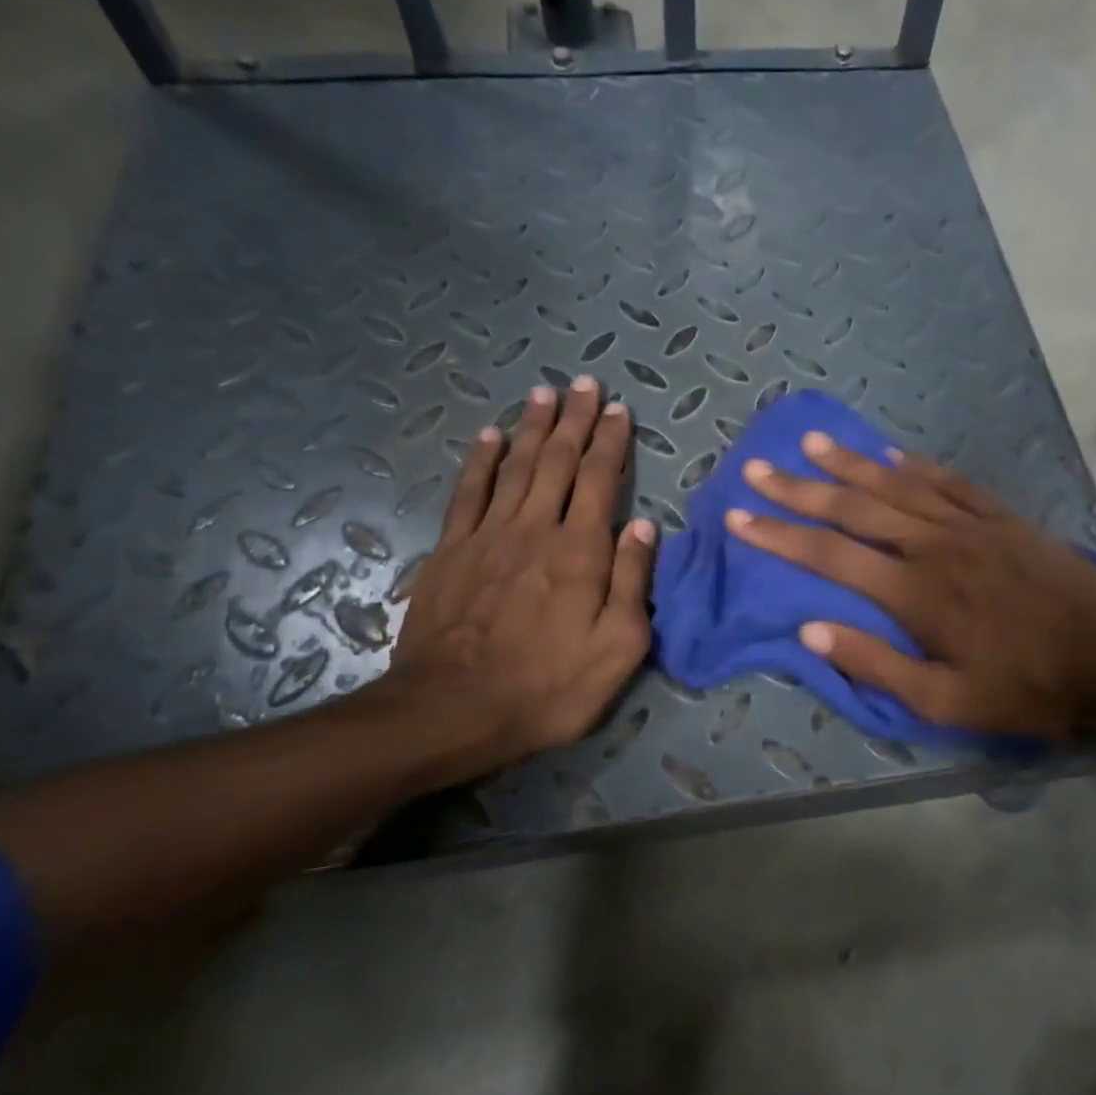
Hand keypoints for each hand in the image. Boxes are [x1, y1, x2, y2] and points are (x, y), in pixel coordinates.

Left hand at [383, 375, 655, 778]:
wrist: (455, 709)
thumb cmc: (549, 686)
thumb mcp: (618, 647)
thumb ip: (632, 581)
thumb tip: (644, 525)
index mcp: (581, 552)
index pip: (601, 481)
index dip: (611, 443)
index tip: (619, 411)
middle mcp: (536, 529)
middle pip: (559, 462)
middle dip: (576, 421)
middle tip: (586, 385)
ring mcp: (488, 536)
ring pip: (516, 467)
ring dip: (534, 428)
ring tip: (546, 394)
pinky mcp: (451, 551)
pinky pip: (469, 493)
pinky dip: (482, 461)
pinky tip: (490, 436)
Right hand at [725, 434, 1095, 740]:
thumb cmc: (1026, 686)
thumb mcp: (946, 700)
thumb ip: (875, 664)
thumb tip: (811, 630)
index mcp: (912, 591)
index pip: (829, 554)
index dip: (779, 535)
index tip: (740, 517)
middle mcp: (931, 545)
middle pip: (853, 507)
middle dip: (800, 489)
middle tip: (758, 469)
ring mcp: (967, 524)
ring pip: (896, 483)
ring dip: (850, 463)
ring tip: (811, 442)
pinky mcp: (999, 516)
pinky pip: (947, 480)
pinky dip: (915, 464)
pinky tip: (891, 453)